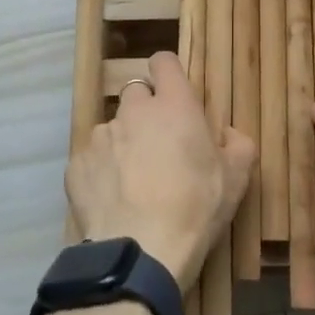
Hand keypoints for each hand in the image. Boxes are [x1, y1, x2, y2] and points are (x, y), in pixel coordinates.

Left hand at [67, 52, 256, 289]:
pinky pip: (92, 159)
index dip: (169, 74)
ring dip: (123, 144)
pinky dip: (101, 172)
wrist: (140, 252)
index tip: (175, 94)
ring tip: (134, 182)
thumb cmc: (195, 208)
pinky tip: (113, 200)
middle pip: (136, 94)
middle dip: (146, 112)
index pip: (163, 62)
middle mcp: (133, 110)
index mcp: (173, 105)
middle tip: (159, 146)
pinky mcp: (77, 165)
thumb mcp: (236, 179)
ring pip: (113, 128)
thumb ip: (238, 145)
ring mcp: (101, 136)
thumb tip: (228, 134)